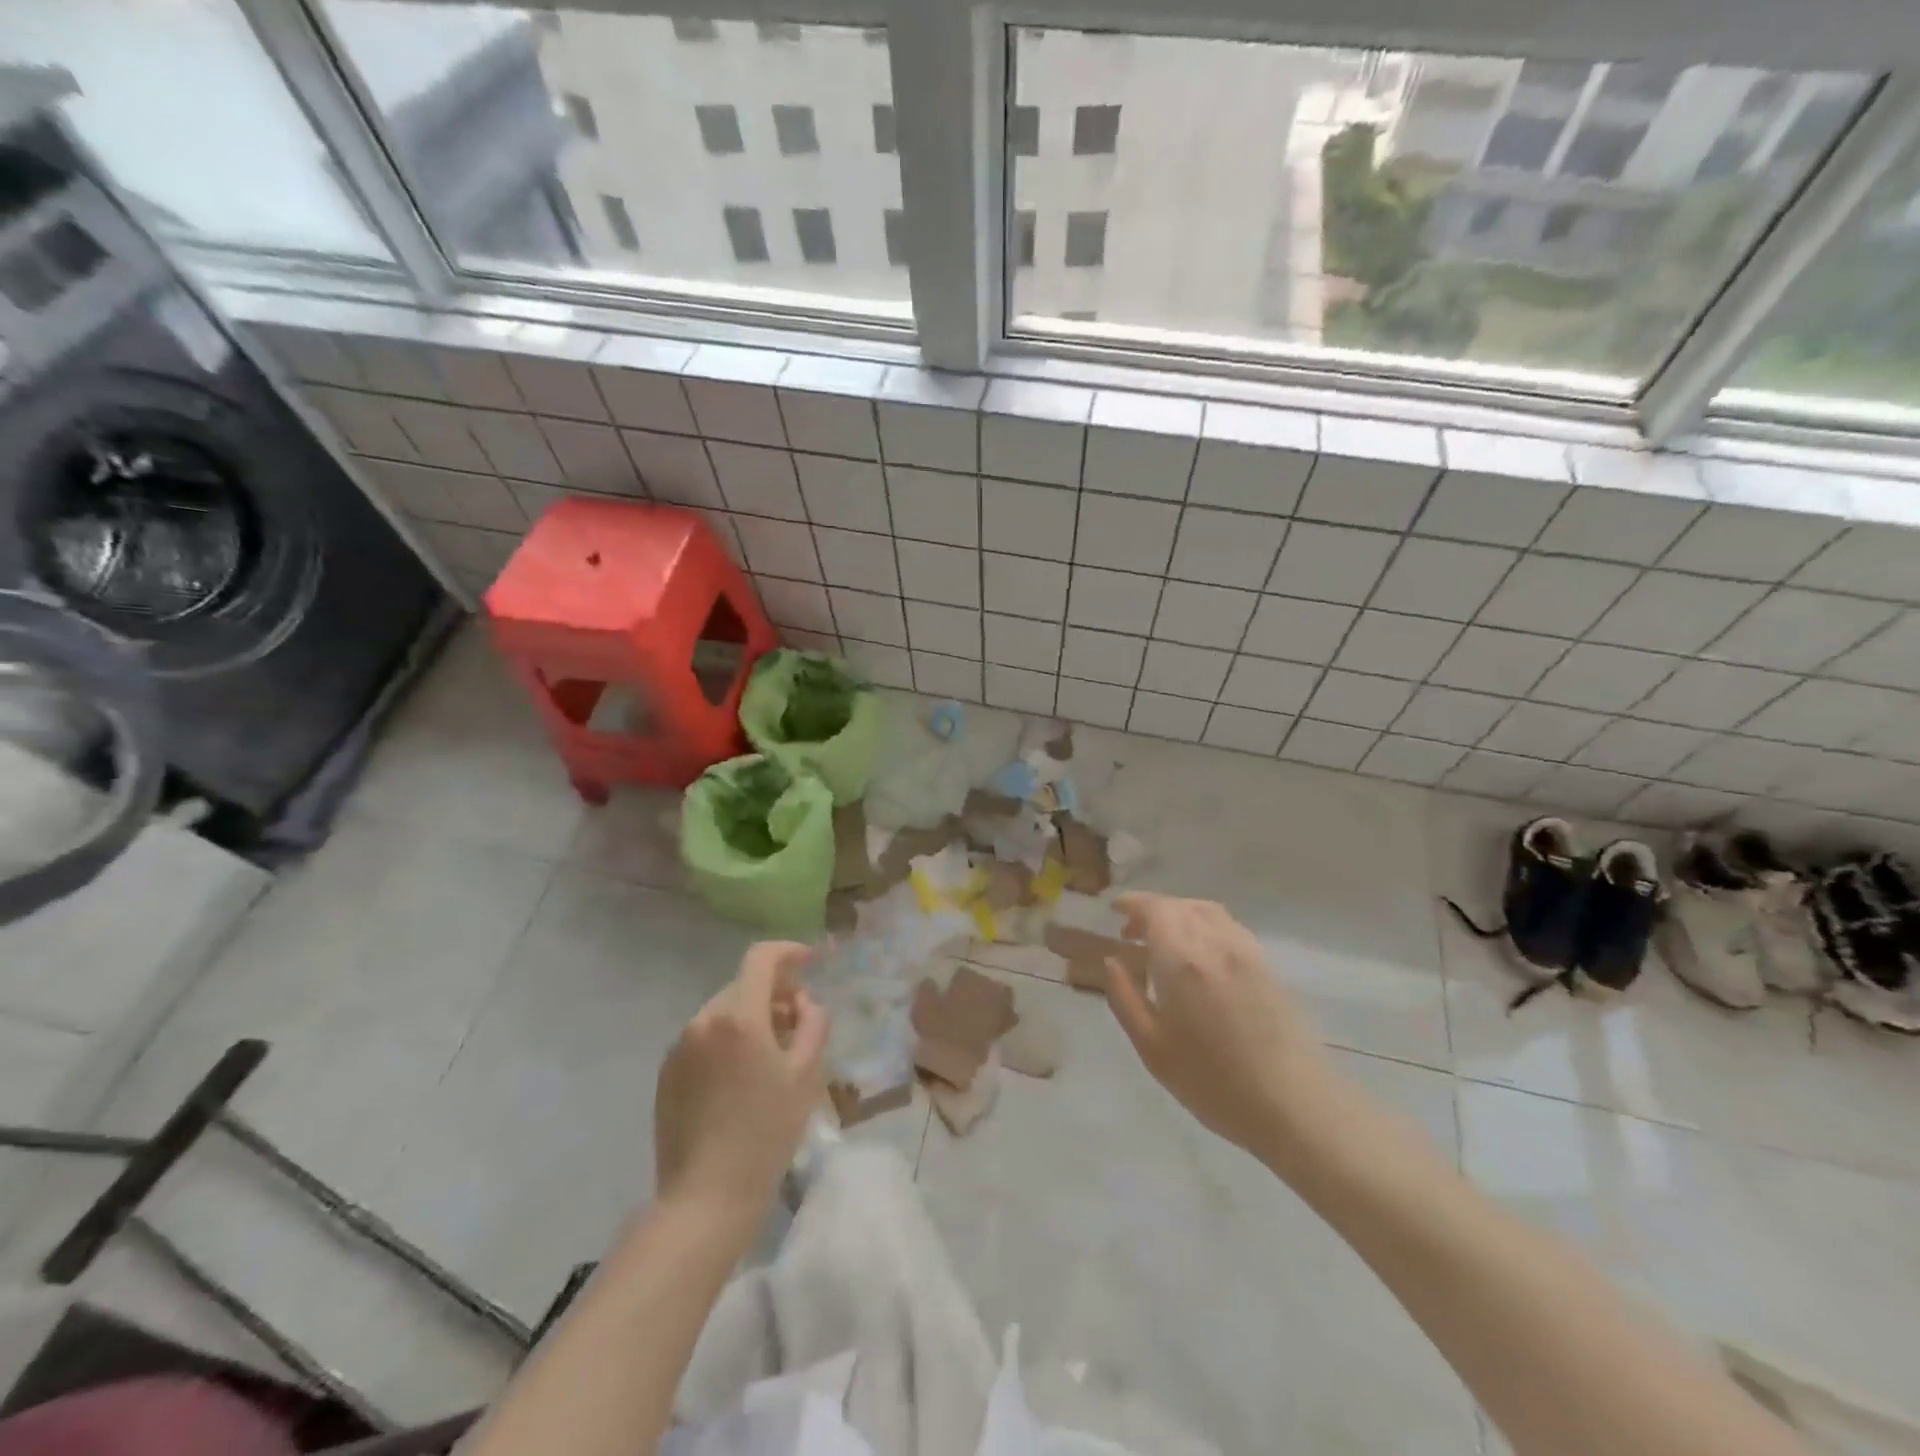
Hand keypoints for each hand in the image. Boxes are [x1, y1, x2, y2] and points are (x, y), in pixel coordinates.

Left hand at [654, 942, 828, 1221]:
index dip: (789, 951)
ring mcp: (679, 1047)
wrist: (705, 1198)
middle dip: (773, 992)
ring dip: (750, 1017)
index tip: (810, 961)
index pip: (761, 958)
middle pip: (743, 985)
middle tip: (797, 1022)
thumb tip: (803, 1002)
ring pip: (723, 1012)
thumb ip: (812, 1023)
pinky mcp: (666, 1073)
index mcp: (738, 1016)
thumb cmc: (766, 1133)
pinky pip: (704, 1039)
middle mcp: (703, 1020)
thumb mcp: (805, 1075)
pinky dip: (727, 1041)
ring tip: (771, 1055)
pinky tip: (741, 1079)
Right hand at [1104, 893, 1336, 1166]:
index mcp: (1182, 959)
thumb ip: (1125, 998)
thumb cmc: (1213, 1082)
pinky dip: (1204, 925)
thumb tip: (1111, 961)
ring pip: (1206, 911)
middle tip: (1132, 934)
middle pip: (1180, 906)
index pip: (1154, 909)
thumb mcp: (1153, 1047)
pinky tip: (1200, 955)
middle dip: (1152, 910)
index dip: (1132, 903)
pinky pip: (1228, 927)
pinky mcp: (1267, 966)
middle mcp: (1215, 943)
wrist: (1294, 1104)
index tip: (1114, 911)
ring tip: (1164, 940)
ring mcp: (1246, 951)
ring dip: (1179, 914)